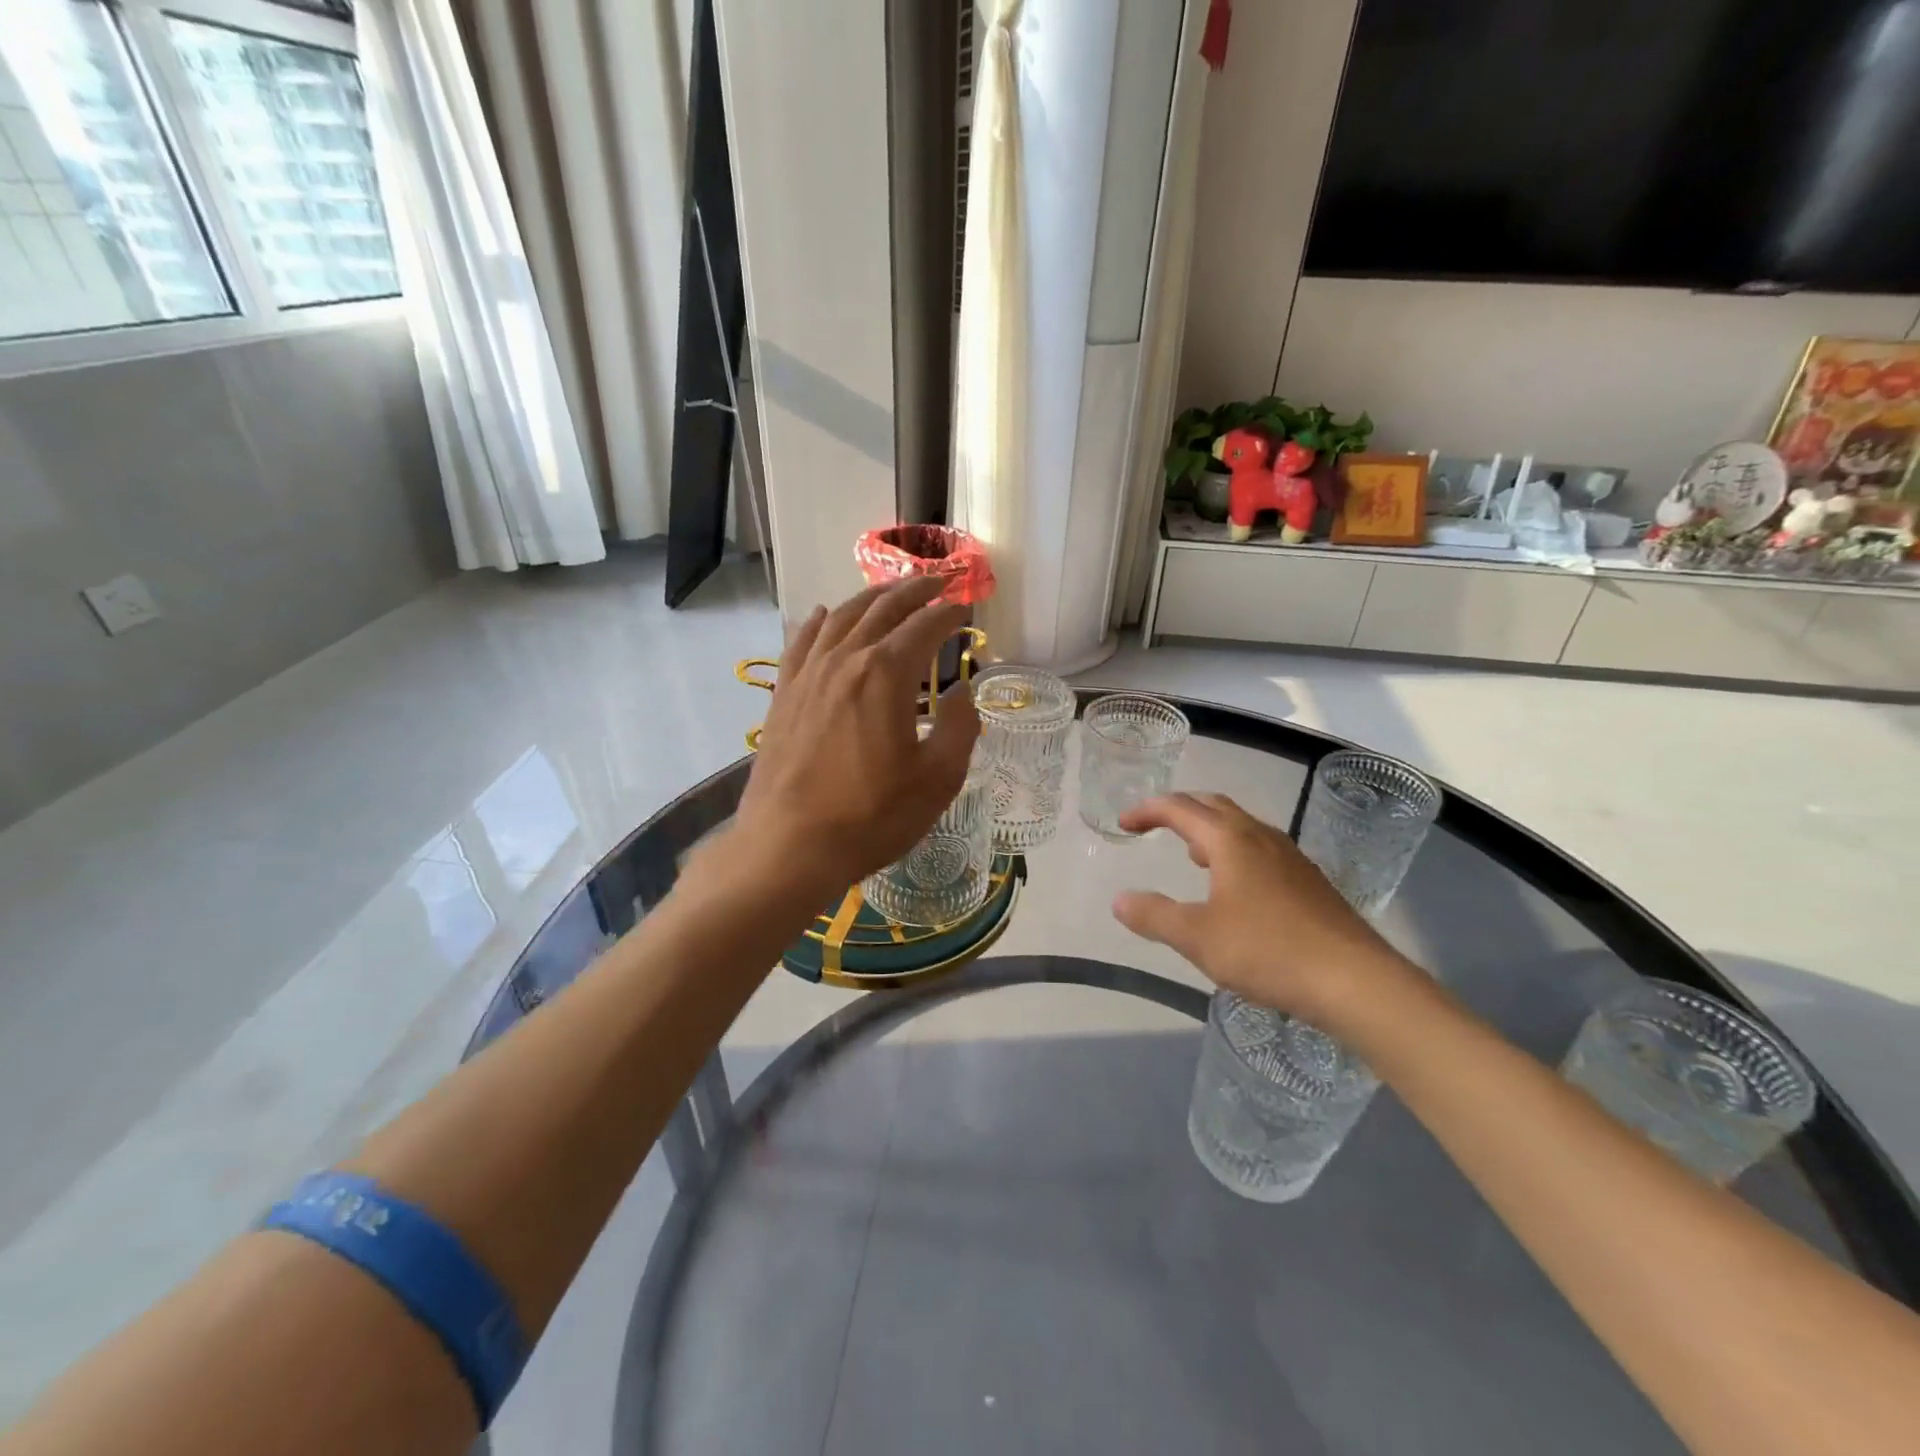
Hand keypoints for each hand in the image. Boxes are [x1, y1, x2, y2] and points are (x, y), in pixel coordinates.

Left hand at [725, 578, 979, 900]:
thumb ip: (960, 728)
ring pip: (841, 617)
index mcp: (887, 673)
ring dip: (871, 599)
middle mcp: (846, 659)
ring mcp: (809, 674)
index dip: (949, 614)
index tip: (966, 609)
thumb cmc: (871, 816)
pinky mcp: (784, 694)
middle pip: (883, 610)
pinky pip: (802, 642)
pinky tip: (823, 615)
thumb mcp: (937, 779)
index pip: (925, 626)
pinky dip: (818, 622)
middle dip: (915, 592)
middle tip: (938, 582)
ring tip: (890, 592)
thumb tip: (965, 694)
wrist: (789, 845)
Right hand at [1110, 792, 1413, 1026]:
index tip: (1124, 823)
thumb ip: (1154, 916)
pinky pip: (1261, 849)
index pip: (1180, 809)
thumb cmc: (1267, 951)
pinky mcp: (1309, 881)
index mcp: (1230, 840)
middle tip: (1155, 824)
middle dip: (1180, 810)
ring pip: (1242, 827)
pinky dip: (1235, 851)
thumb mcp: (1197, 937)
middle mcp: (1261, 837)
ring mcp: (1291, 857)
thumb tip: (1120, 900)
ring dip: (1210, 830)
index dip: (1148, 811)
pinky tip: (1235, 887)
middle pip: (1214, 806)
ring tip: (1192, 854)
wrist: (1354, 981)